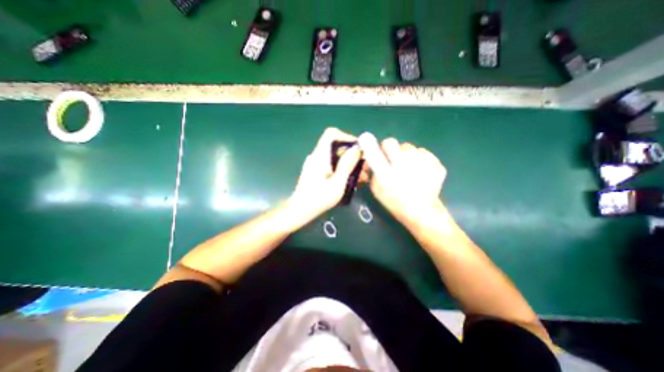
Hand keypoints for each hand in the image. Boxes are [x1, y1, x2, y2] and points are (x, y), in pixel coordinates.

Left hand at [289, 128, 364, 220]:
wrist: (300, 211)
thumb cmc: (318, 199)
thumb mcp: (337, 183)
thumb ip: (346, 165)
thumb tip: (356, 148)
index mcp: (320, 156)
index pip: (331, 134)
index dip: (346, 137)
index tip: (359, 149)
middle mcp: (318, 156)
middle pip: (336, 146)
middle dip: (352, 154)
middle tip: (365, 167)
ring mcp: (317, 164)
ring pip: (336, 156)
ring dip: (350, 164)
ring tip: (362, 177)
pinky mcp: (317, 171)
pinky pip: (332, 164)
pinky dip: (343, 169)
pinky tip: (352, 180)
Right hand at [358, 134, 445, 226]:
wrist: (421, 211)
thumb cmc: (394, 201)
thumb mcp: (376, 188)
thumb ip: (372, 171)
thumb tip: (369, 158)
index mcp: (388, 170)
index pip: (374, 148)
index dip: (373, 144)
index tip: (370, 145)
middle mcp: (405, 162)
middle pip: (392, 142)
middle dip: (389, 150)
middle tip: (392, 162)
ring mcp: (423, 161)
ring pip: (408, 147)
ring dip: (405, 155)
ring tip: (408, 169)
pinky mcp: (436, 163)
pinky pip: (423, 153)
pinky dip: (419, 160)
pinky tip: (420, 172)